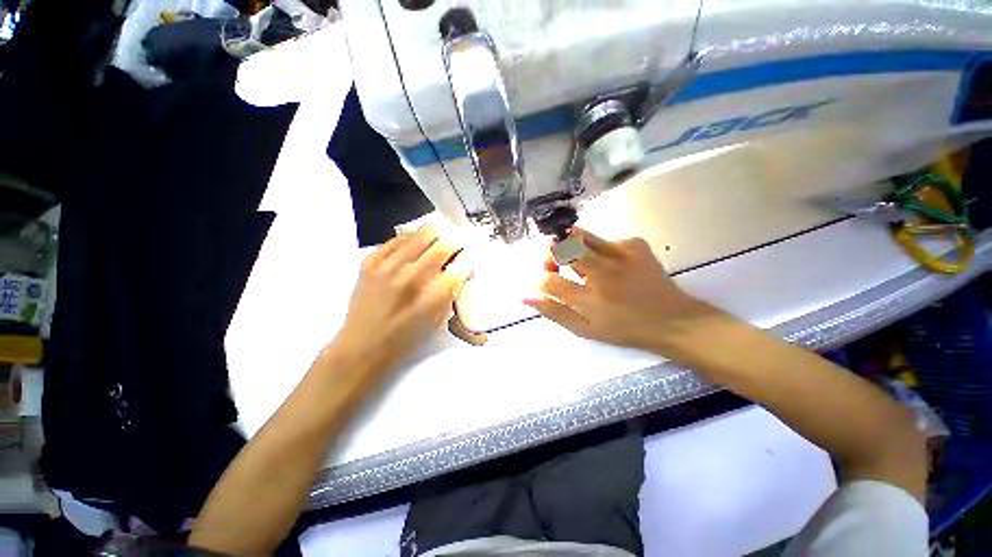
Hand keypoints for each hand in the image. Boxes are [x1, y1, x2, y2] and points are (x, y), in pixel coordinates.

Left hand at [330, 225, 471, 374]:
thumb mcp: (437, 322)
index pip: (460, 267)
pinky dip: (410, 239)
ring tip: (437, 240)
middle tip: (455, 245)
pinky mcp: (370, 263)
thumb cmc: (405, 340)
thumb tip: (460, 270)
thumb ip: (450, 294)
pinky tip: (414, 244)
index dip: (469, 258)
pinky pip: (396, 239)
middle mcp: (411, 279)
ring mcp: (388, 268)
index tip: (470, 256)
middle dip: (454, 242)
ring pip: (420, 235)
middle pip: (442, 245)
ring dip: (435, 236)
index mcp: (432, 299)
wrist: (361, 347)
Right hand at [524, 228, 713, 351]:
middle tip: (555, 265)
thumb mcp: (585, 330)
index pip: (549, 281)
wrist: (673, 319)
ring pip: (579, 235)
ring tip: (579, 263)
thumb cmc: (624, 329)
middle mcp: (603, 272)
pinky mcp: (634, 243)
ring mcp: (621, 253)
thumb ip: (554, 311)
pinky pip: (602, 239)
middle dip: (551, 253)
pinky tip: (608, 265)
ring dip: (569, 247)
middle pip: (561, 246)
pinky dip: (596, 249)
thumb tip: (524, 295)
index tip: (543, 282)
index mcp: (590, 300)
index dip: (539, 280)